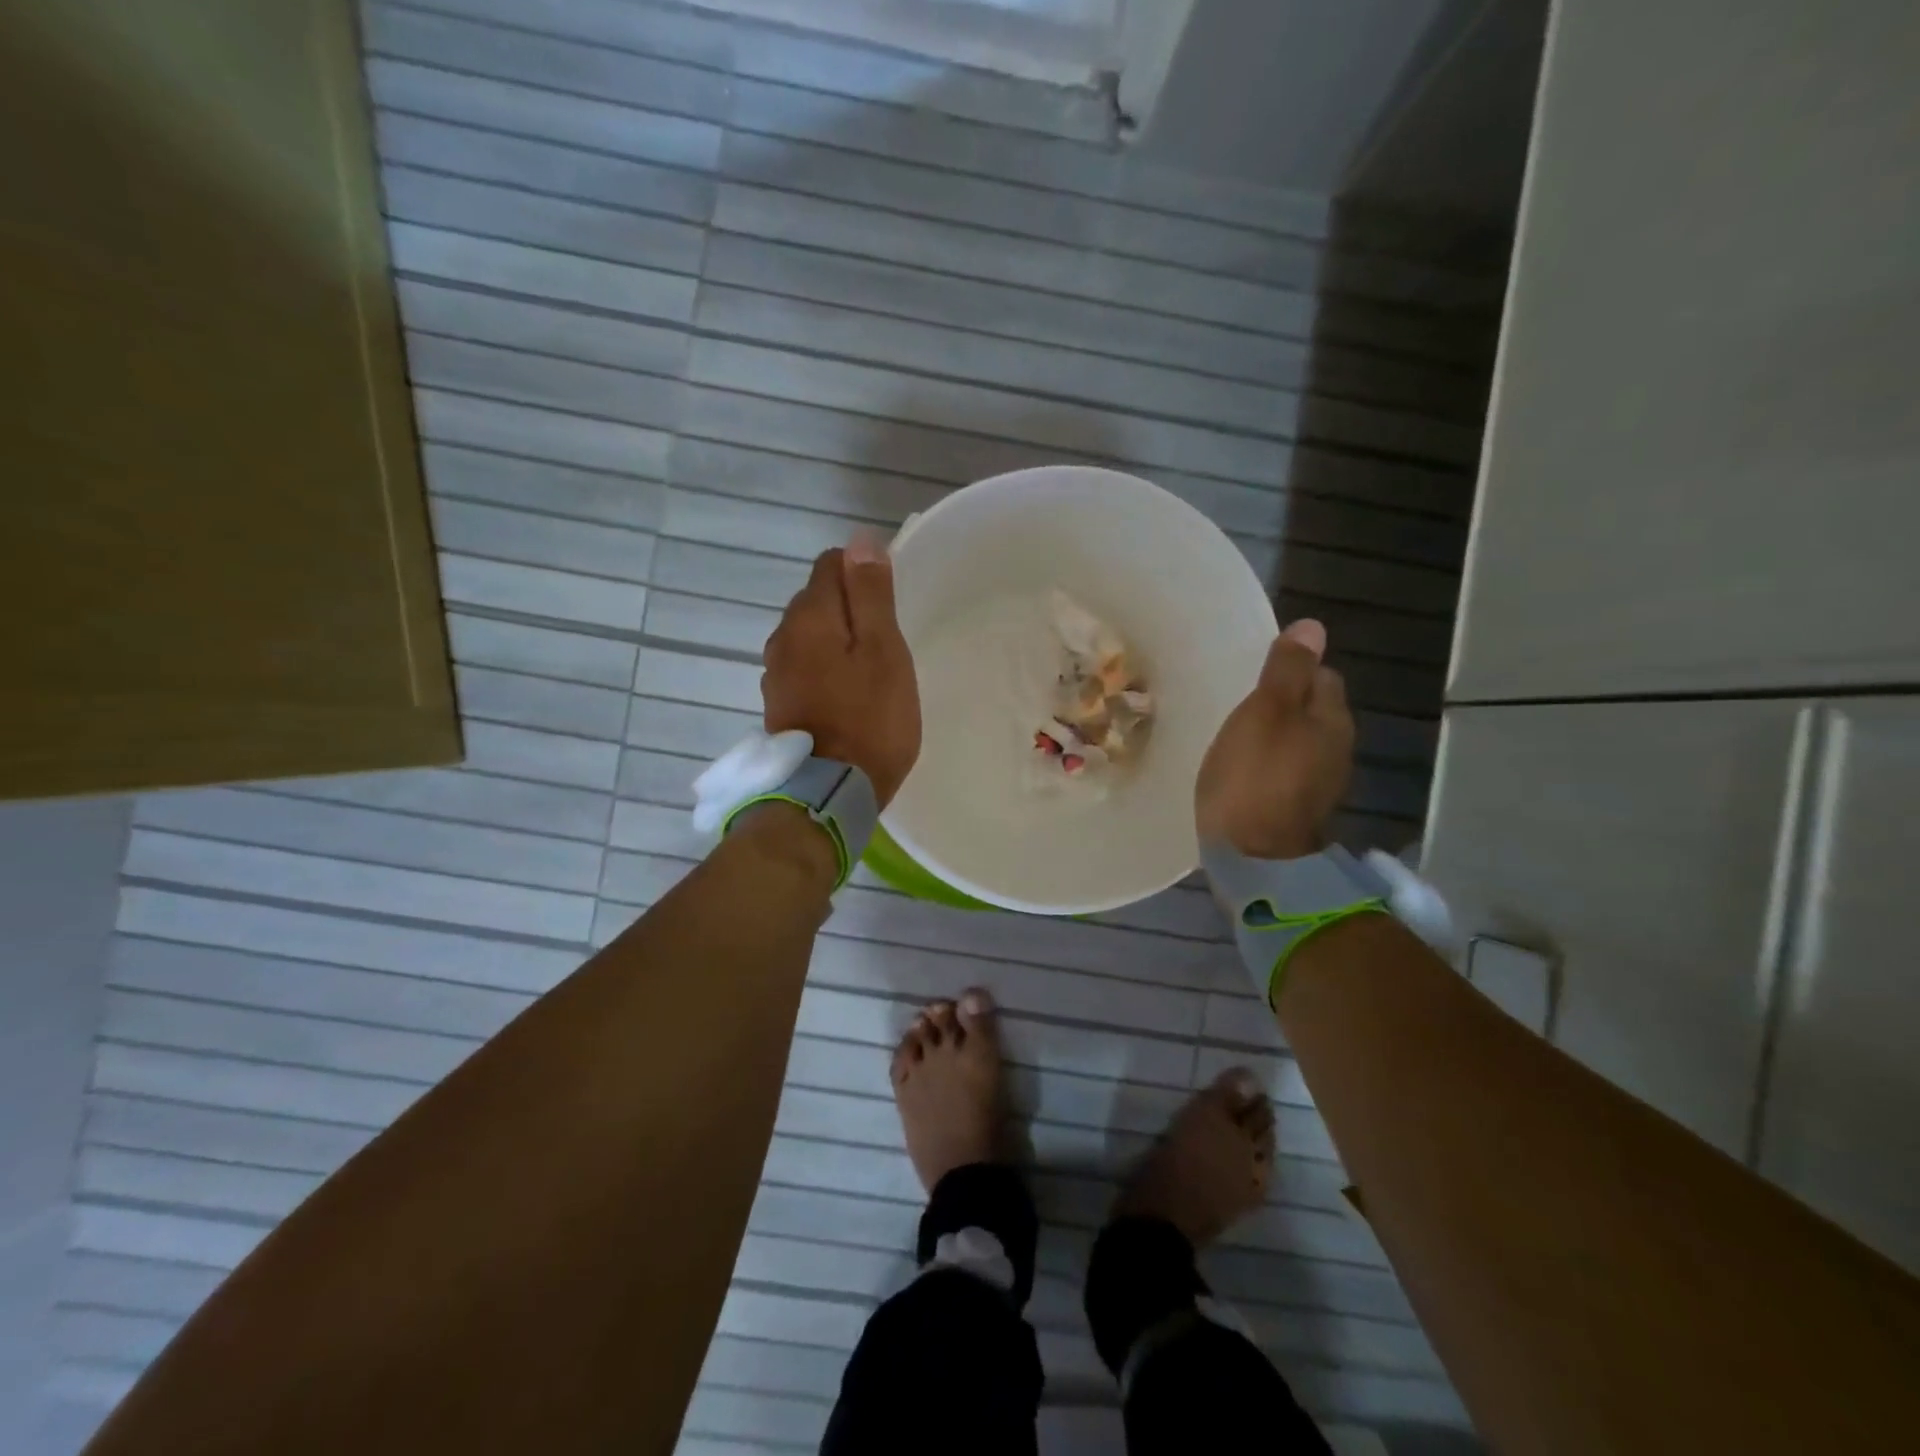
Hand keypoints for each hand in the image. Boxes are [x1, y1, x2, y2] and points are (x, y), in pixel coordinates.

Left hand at [763, 538, 920, 807]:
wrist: (830, 794)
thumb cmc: (869, 719)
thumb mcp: (883, 651)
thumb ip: (871, 595)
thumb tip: (860, 541)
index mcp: (809, 616)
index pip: (831, 564)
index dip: (863, 573)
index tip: (889, 605)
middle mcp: (782, 637)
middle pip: (818, 600)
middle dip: (850, 609)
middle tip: (887, 643)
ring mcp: (775, 673)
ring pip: (810, 636)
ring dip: (838, 641)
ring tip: (870, 671)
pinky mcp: (779, 703)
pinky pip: (805, 667)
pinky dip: (825, 669)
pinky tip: (847, 695)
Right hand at [1196, 619, 1353, 859]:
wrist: (1253, 856)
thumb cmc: (1253, 776)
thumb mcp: (1264, 712)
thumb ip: (1287, 670)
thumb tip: (1313, 627)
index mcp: (1331, 719)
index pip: (1322, 676)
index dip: (1291, 670)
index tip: (1255, 676)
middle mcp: (1337, 748)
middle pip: (1313, 710)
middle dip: (1284, 703)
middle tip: (1242, 703)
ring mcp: (1321, 783)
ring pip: (1300, 742)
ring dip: (1276, 735)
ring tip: (1239, 735)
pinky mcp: (1299, 809)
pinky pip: (1287, 771)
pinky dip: (1269, 764)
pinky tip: (1244, 770)